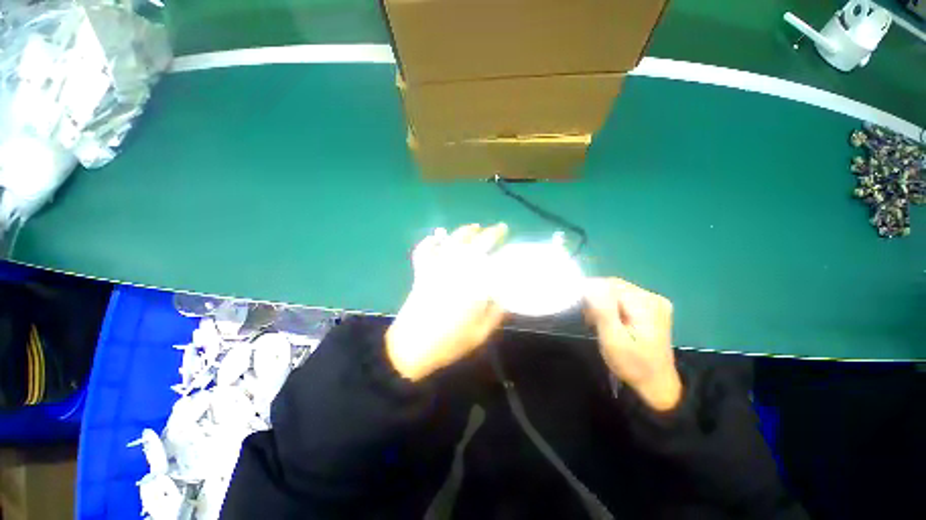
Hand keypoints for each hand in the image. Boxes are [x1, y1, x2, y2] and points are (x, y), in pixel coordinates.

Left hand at [386, 224, 507, 380]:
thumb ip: (495, 313)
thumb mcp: (480, 332)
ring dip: (464, 232)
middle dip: (488, 233)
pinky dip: (429, 242)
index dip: (500, 244)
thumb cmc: (449, 342)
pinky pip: (423, 252)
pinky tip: (436, 237)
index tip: (507, 237)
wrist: (412, 347)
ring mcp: (436, 269)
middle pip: (474, 244)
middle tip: (498, 229)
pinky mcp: (422, 273)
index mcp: (472, 284)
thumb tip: (505, 298)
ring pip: (451, 242)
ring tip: (474, 227)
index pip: (490, 256)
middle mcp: (455, 270)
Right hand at [584, 278, 681, 410]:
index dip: (591, 293)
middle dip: (597, 299)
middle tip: (590, 320)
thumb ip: (602, 310)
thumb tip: (590, 285)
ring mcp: (655, 303)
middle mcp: (653, 297)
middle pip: (614, 286)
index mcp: (645, 304)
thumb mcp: (613, 339)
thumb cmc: (632, 364)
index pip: (609, 284)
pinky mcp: (652, 309)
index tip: (584, 312)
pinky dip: (612, 307)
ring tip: (598, 322)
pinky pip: (625, 299)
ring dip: (603, 303)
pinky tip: (611, 320)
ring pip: (618, 291)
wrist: (656, 385)